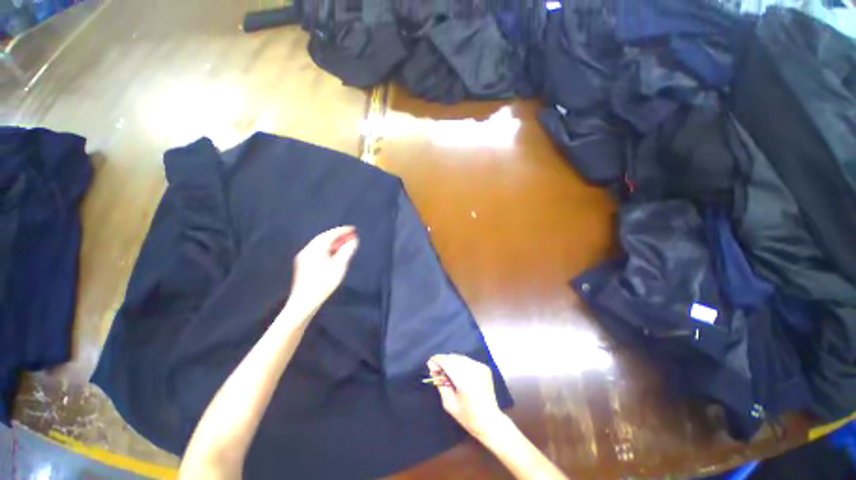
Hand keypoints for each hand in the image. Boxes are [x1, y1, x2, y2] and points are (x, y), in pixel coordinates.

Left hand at [287, 226, 358, 315]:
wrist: (304, 302)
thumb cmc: (323, 284)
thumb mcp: (339, 267)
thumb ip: (346, 252)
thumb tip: (353, 241)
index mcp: (315, 249)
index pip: (330, 235)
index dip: (342, 231)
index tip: (353, 229)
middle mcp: (308, 250)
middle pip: (324, 238)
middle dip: (339, 235)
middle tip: (352, 235)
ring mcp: (304, 257)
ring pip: (320, 244)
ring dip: (334, 242)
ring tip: (346, 243)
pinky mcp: (304, 264)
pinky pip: (318, 250)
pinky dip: (328, 248)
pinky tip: (336, 252)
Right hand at [427, 354, 505, 438]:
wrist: (490, 420)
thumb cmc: (468, 416)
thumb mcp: (449, 403)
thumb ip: (440, 384)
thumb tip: (433, 370)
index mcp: (464, 381)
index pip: (447, 362)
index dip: (437, 361)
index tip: (430, 363)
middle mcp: (473, 370)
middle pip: (453, 357)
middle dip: (443, 361)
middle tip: (436, 369)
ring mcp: (480, 367)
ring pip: (460, 357)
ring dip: (451, 361)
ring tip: (446, 372)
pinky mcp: (484, 367)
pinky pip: (467, 361)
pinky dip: (460, 364)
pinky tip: (457, 373)